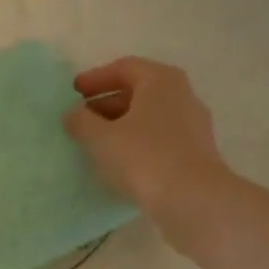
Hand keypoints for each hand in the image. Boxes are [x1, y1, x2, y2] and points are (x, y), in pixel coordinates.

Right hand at [64, 57, 231, 236]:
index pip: (124, 68)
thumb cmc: (144, 157)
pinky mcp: (196, 154)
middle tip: (81, 120)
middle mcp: (182, 95)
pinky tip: (119, 164)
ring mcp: (193, 126)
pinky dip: (137, 145)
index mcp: (161, 80)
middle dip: (106, 104)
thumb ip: (81, 121)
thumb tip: (72, 114)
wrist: (194, 201)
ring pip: (149, 118)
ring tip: (95, 144)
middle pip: (138, 92)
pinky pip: (160, 140)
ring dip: (120, 127)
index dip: (95, 79)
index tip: (73, 93)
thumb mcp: (101, 138)